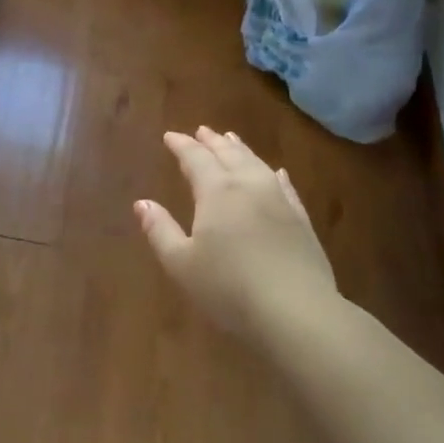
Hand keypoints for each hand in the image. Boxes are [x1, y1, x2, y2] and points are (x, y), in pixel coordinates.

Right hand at [136, 128, 336, 339]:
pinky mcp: (301, 220)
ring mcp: (280, 201)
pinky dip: (274, 174)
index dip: (181, 145)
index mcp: (217, 192)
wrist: (296, 311)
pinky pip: (285, 186)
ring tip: (232, 140)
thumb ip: (159, 230)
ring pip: (257, 164)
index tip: (169, 136)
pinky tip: (276, 173)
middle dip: (212, 141)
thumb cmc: (228, 288)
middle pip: (229, 154)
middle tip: (201, 131)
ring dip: (241, 150)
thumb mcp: (181, 263)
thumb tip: (142, 203)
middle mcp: (249, 186)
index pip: (195, 158)